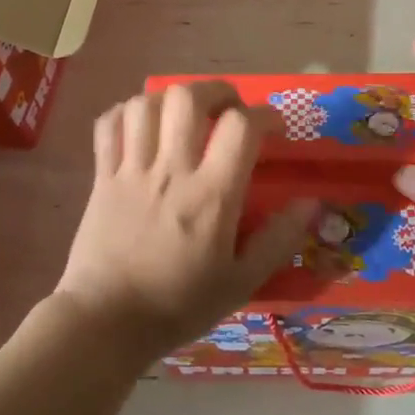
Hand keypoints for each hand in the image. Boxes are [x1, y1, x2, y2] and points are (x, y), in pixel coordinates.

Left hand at [56, 81, 316, 360]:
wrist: (105, 323)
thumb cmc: (178, 305)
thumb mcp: (241, 283)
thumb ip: (279, 239)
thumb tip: (312, 203)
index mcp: (211, 194)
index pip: (241, 126)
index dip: (265, 115)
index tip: (274, 127)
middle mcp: (171, 170)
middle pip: (189, 97)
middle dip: (216, 91)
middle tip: (228, 110)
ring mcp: (132, 169)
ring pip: (147, 103)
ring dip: (170, 100)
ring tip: (184, 116)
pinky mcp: (102, 176)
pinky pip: (109, 124)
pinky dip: (126, 113)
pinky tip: (141, 126)